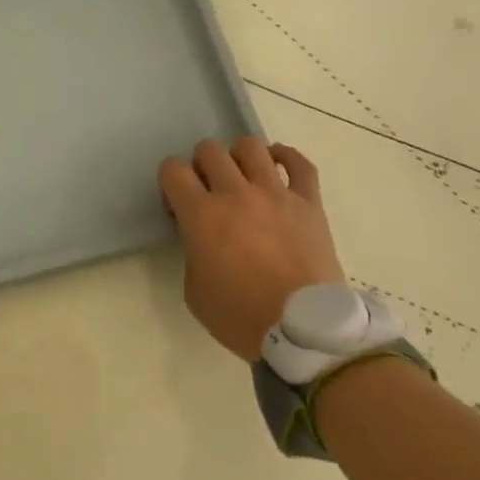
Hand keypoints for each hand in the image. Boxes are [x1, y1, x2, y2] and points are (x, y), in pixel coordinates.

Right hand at [158, 139, 343, 359]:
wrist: (304, 333)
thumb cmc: (242, 317)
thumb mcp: (195, 291)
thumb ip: (192, 251)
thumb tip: (203, 237)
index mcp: (202, 215)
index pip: (172, 169)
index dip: (170, 183)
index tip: (178, 207)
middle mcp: (236, 193)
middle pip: (209, 150)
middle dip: (202, 166)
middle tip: (209, 192)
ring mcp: (276, 194)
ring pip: (250, 146)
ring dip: (238, 158)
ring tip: (243, 179)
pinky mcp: (309, 202)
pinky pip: (299, 163)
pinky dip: (285, 157)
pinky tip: (276, 166)